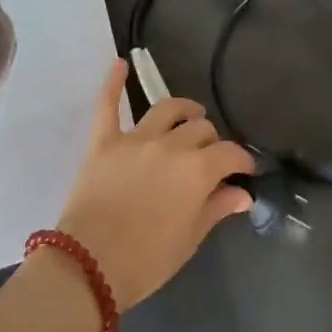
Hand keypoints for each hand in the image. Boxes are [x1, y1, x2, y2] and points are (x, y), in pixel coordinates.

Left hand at [52, 60, 254, 310]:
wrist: (87, 268)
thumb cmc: (146, 261)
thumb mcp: (190, 239)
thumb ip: (218, 207)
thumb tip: (244, 193)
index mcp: (198, 169)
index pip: (231, 153)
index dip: (242, 161)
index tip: (244, 171)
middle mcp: (171, 145)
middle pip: (201, 129)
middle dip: (212, 142)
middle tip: (210, 159)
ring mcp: (135, 139)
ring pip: (167, 109)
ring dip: (183, 110)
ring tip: (189, 116)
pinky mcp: (103, 143)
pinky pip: (107, 106)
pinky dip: (113, 83)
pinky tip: (120, 63)